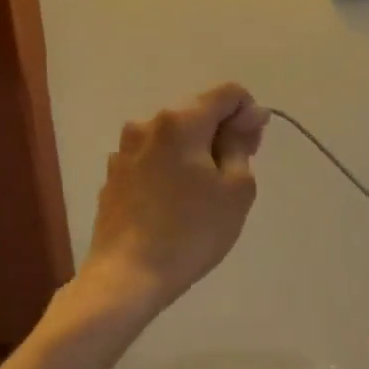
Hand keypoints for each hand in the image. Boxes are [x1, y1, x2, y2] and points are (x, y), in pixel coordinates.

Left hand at [84, 83, 267, 312]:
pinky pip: (154, 159)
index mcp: (180, 121)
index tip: (253, 149)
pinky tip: (176, 205)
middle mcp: (148, 125)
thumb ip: (242, 143)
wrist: (128, 275)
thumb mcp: (236, 188)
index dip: (248, 114)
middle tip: (235, 177)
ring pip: (174, 137)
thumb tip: (249, 116)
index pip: (228, 93)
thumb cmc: (192, 231)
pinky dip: (172, 170)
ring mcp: (126, 151)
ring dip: (196, 153)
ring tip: (204, 196)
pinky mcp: (115, 176)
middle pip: (198, 112)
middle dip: (222, 134)